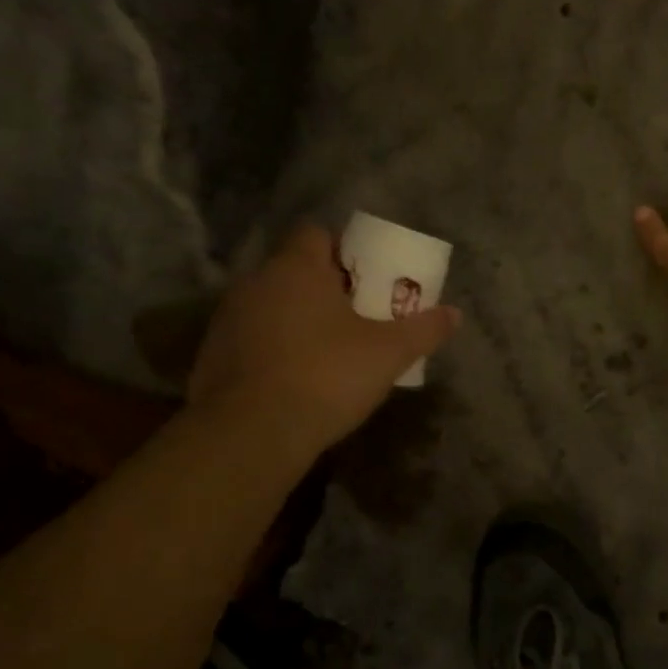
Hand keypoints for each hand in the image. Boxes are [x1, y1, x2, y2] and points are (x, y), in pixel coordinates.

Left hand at [188, 224, 460, 451]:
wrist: (251, 434)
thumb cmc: (326, 376)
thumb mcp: (388, 353)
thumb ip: (423, 330)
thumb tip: (455, 314)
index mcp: (296, 268)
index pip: (316, 234)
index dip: (344, 250)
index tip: (367, 279)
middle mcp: (255, 283)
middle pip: (295, 271)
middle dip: (326, 289)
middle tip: (357, 317)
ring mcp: (228, 319)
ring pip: (272, 306)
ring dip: (297, 319)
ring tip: (329, 351)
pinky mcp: (212, 356)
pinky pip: (252, 339)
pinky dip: (274, 350)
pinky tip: (295, 380)